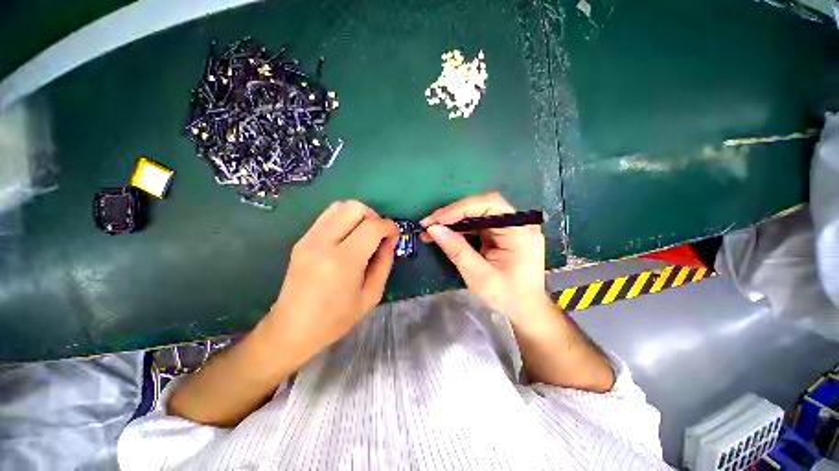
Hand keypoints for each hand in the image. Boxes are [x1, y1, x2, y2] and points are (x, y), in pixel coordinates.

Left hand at [265, 200, 398, 361]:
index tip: (394, 236)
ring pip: (339, 206)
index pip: (372, 227)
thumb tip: (390, 240)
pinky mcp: (301, 240)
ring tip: (364, 234)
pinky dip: (343, 219)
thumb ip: (384, 263)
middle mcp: (323, 243)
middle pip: (354, 207)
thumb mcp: (371, 296)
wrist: (292, 329)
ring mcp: (309, 239)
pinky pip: (327, 216)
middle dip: (374, 216)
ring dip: (358, 215)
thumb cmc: (335, 319)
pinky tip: (347, 237)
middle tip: (378, 235)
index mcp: (344, 261)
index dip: (389, 227)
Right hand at [421, 192, 552, 325]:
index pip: (489, 205)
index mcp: (520, 232)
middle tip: (429, 223)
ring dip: (453, 219)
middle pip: (482, 205)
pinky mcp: (502, 232)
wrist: (525, 309)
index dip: (460, 209)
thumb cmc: (506, 296)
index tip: (436, 220)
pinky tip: (445, 232)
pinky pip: (478, 223)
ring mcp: (510, 226)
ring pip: (477, 212)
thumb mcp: (479, 276)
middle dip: (453, 213)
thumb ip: (456, 250)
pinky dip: (460, 227)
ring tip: (431, 229)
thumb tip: (433, 229)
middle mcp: (518, 223)